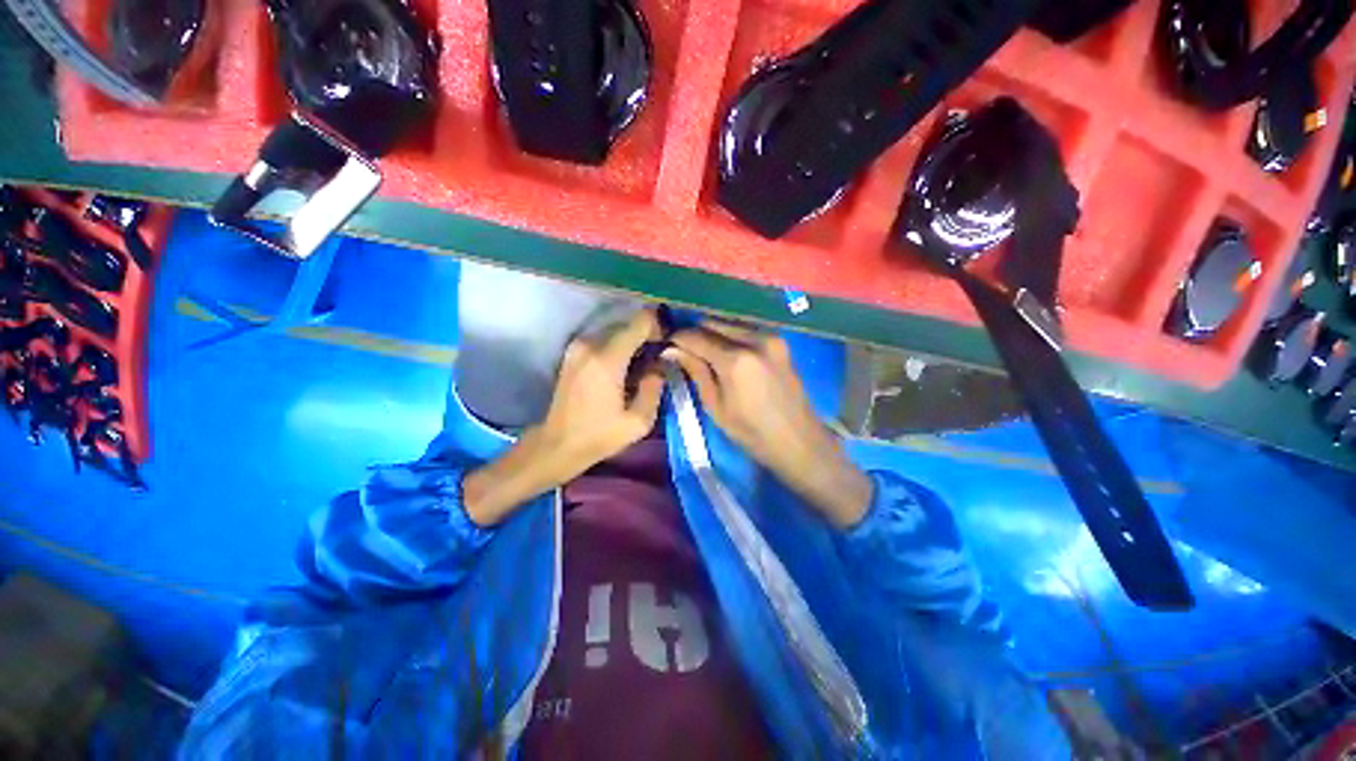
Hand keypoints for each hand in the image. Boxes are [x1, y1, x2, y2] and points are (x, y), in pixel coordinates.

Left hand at [463, 309, 664, 526]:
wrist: (557, 445)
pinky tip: (623, 369)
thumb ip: (654, 388)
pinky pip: (602, 340)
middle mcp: (590, 345)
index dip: (658, 326)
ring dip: (631, 343)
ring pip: (615, 332)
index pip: (639, 322)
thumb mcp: (638, 421)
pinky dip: (617, 348)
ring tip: (641, 366)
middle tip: (657, 359)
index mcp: (607, 359)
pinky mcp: (572, 353)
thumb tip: (659, 367)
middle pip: (627, 325)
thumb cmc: (599, 436)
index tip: (667, 342)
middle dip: (646, 337)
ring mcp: (577, 347)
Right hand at [665, 322, 871, 527]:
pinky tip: (724, 350)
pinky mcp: (780, 342)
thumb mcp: (716, 406)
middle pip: (714, 323)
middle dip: (695, 332)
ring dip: (713, 332)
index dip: (678, 338)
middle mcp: (755, 339)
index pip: (697, 336)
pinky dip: (731, 336)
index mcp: (737, 359)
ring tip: (701, 349)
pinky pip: (747, 331)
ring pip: (731, 324)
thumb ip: (696, 371)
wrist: (799, 441)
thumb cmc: (752, 433)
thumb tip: (672, 350)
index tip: (667, 344)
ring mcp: (771, 338)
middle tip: (682, 347)